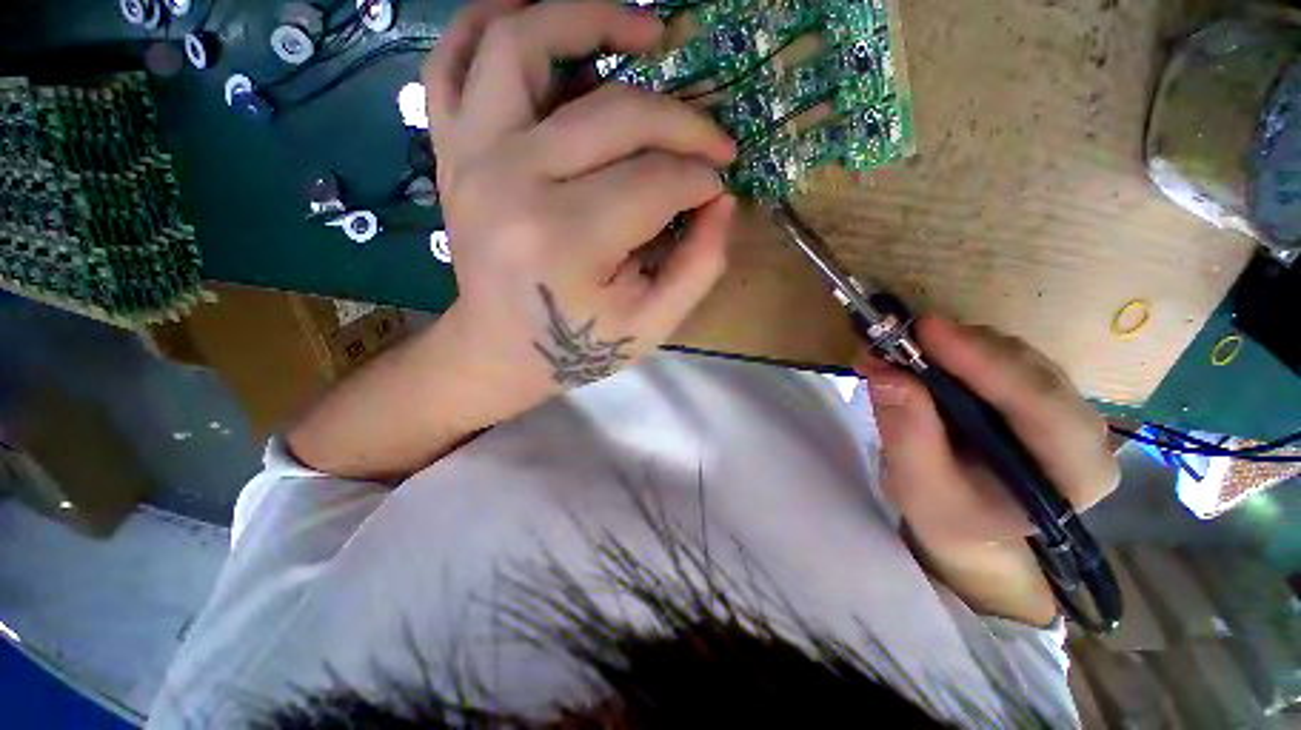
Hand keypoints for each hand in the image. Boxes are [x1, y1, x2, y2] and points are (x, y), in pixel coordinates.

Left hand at [423, 0, 736, 423]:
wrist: (499, 351)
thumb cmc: (578, 347)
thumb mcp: (653, 324)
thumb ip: (700, 265)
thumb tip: (723, 200)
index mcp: (567, 240)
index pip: (657, 181)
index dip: (702, 179)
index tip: (719, 187)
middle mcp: (513, 182)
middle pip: (614, 114)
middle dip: (682, 123)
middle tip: (710, 139)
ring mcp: (471, 156)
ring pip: (523, 44)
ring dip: (588, 18)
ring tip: (644, 33)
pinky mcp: (452, 151)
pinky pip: (452, 59)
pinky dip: (488, 22)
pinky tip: (535, 16)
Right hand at [855, 316, 1118, 550]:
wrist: (969, 524)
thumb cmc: (950, 517)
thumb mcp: (919, 488)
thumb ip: (906, 434)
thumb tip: (884, 372)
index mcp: (1075, 473)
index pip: (1041, 406)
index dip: (985, 363)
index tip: (927, 330)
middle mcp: (1083, 431)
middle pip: (1030, 370)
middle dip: (962, 349)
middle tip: (898, 337)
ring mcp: (1061, 405)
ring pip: (1014, 355)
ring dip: (954, 346)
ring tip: (899, 351)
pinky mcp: (1034, 391)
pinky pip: (999, 355)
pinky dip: (955, 349)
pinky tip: (921, 356)